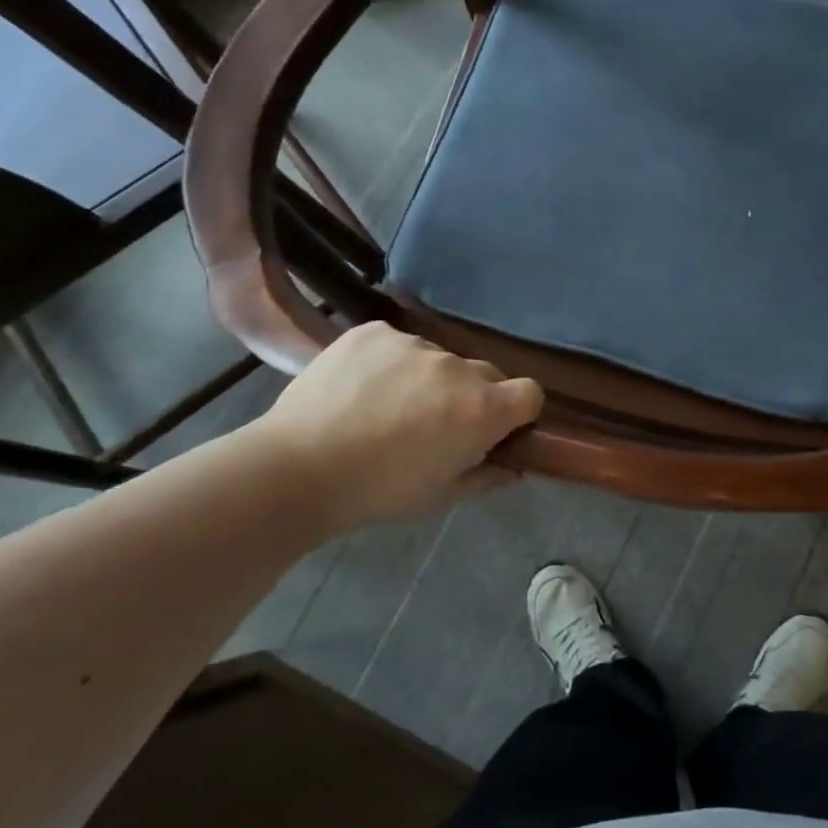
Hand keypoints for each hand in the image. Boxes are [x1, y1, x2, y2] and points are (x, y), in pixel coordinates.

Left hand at [246, 323, 543, 529]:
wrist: (296, 468)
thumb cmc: (378, 491)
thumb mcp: (441, 496)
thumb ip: (488, 476)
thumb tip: (514, 467)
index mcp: (481, 409)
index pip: (531, 392)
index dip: (520, 411)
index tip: (498, 428)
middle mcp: (456, 367)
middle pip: (487, 373)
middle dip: (474, 395)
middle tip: (438, 423)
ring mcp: (414, 343)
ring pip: (439, 359)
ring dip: (430, 379)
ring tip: (388, 406)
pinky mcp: (374, 331)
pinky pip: (399, 343)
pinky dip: (391, 362)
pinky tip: (362, 387)